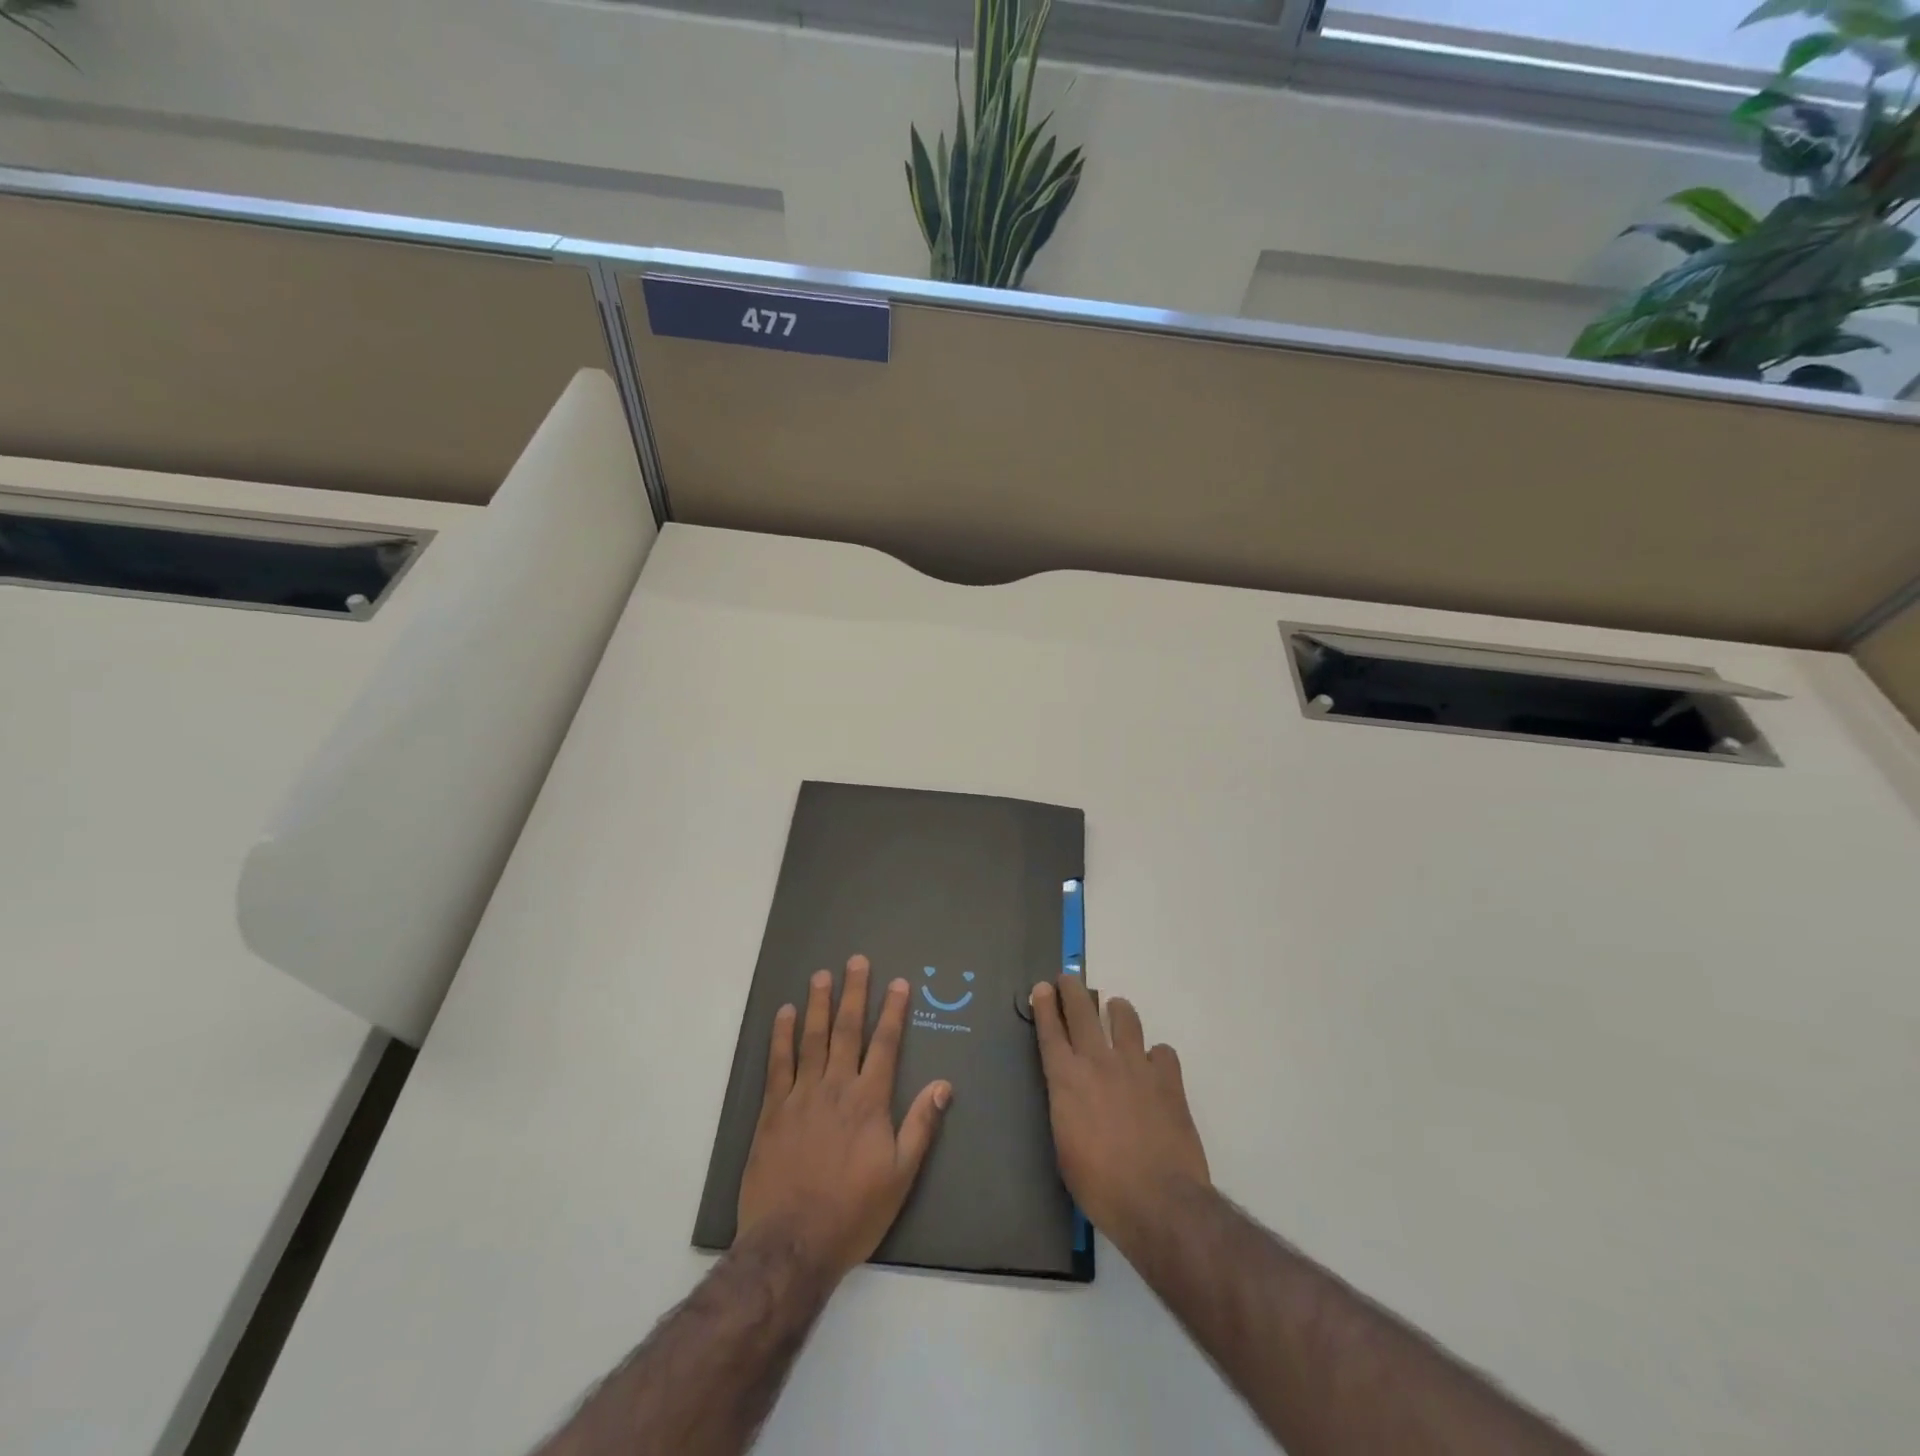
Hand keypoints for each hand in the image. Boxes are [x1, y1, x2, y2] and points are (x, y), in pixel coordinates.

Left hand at [738, 955, 951, 1281]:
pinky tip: (784, 1014)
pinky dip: (782, 1036)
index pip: (886, 1044)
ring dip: (818, 1004)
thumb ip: (921, 1125)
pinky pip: (778, 1063)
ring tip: (822, 975)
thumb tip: (944, 1085)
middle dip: (854, 993)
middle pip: (848, 1030)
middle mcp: (836, 1087)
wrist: (792, 1243)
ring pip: (812, 1038)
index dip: (894, 1011)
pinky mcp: (772, 1110)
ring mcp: (801, 1095)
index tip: (899, 983)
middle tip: (857, 961)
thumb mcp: (901, 1175)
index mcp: (870, 1101)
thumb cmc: (853, 1211)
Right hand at [1031, 976, 1209, 1253]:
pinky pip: (1162, 1051)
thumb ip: (1066, 1109)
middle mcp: (1098, 1062)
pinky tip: (1155, 1067)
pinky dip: (1156, 1056)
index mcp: (1066, 1080)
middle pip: (1082, 1011)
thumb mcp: (1064, 1148)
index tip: (1042, 988)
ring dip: (1118, 1010)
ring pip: (1125, 1018)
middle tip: (1068, 979)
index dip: (1044, 1005)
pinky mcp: (1168, 1079)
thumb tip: (1071, 1095)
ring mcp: (1136, 1066)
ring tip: (1116, 1010)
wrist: (1158, 1201)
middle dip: (1072, 990)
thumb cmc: (1100, 1186)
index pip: (1050, 1030)